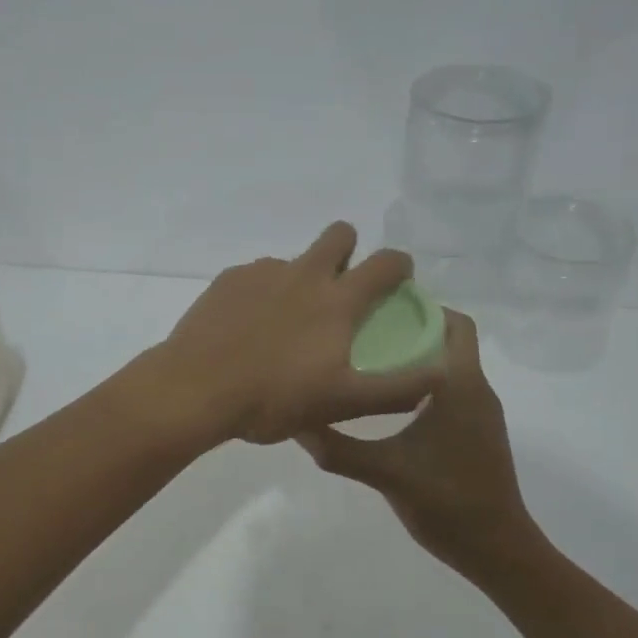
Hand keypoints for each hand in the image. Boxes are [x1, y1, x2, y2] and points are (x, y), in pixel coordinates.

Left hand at [157, 223, 443, 445]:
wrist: (195, 390)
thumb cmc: (274, 398)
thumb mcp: (343, 403)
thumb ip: (397, 389)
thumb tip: (442, 372)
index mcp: (337, 300)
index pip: (385, 262)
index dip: (399, 264)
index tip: (398, 278)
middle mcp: (303, 273)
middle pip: (339, 235)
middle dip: (348, 249)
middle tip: (341, 288)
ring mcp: (262, 273)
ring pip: (294, 260)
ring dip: (301, 279)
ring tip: (285, 325)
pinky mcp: (227, 280)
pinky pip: (256, 276)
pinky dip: (262, 294)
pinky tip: (248, 328)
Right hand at [294, 310, 540, 585]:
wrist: (497, 549)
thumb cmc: (446, 501)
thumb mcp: (383, 473)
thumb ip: (337, 447)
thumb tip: (294, 423)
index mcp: (460, 384)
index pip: (454, 323)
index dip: (422, 308)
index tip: (379, 307)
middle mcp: (476, 388)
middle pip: (451, 339)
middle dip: (413, 329)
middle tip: (366, 332)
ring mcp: (481, 412)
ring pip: (451, 365)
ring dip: (419, 356)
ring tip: (370, 360)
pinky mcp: (478, 432)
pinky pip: (452, 388)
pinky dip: (425, 382)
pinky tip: (389, 402)